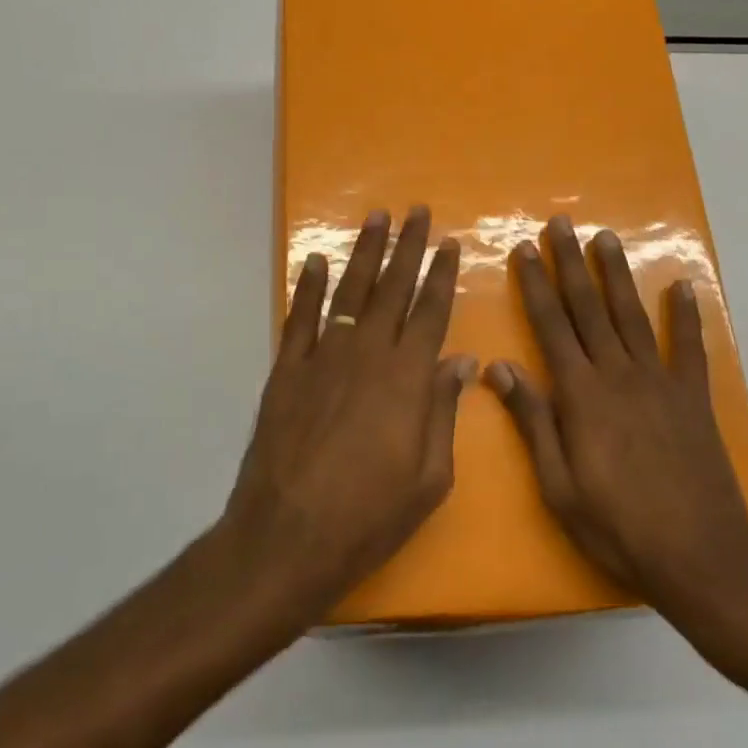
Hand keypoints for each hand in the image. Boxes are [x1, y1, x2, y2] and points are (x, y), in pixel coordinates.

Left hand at [222, 206, 474, 617]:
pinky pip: (301, 317)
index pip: (430, 312)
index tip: (449, 243)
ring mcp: (323, 357)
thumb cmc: (369, 516)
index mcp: (407, 378)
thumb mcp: (429, 478)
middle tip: (416, 211)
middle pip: (392, 288)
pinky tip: (318, 261)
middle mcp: (367, 354)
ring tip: (376, 218)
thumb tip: (460, 361)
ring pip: (350, 291)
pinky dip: (309, 286)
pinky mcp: (288, 369)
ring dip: (364, 252)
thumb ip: (443, 412)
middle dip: (407, 246)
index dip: (441, 275)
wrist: (288, 536)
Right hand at [486, 217, 747, 620]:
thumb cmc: (617, 526)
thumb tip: (498, 367)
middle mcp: (618, 374)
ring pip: (632, 316)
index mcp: (580, 394)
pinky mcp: (693, 398)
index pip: (550, 325)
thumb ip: (532, 420)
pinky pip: (689, 348)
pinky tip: (683, 286)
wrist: (699, 557)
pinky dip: (687, 315)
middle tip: (561, 223)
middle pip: (588, 308)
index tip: (525, 248)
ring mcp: (660, 382)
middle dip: (571, 263)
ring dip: (617, 274)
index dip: (535, 284)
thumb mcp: (558, 484)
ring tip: (605, 238)